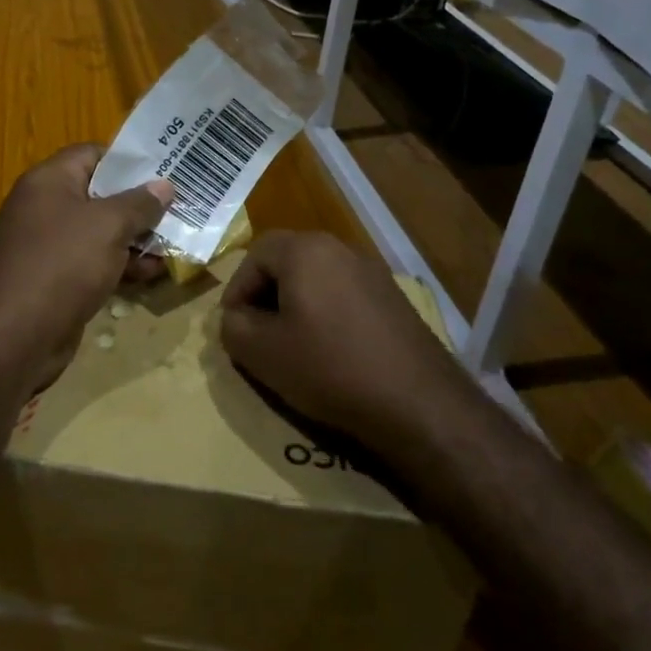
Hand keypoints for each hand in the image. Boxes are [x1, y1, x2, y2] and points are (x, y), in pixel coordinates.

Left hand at [0, 144, 172, 396]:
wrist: (16, 336)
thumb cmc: (63, 263)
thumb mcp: (109, 225)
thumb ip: (140, 202)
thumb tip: (164, 185)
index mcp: (49, 181)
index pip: (92, 154)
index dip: (128, 161)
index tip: (164, 170)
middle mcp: (45, 207)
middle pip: (99, 194)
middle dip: (139, 204)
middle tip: (179, 208)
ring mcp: (48, 245)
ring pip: (100, 231)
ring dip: (135, 238)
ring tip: (174, 244)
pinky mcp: (55, 279)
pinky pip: (93, 261)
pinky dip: (120, 265)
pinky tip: (152, 274)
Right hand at [220, 231, 468, 460]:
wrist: (417, 402)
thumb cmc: (329, 368)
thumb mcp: (262, 353)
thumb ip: (233, 327)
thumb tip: (235, 318)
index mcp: (305, 250)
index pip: (255, 254)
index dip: (237, 289)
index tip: (234, 325)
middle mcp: (340, 249)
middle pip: (288, 260)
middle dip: (265, 293)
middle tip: (257, 331)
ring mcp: (372, 272)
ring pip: (317, 277)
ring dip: (296, 304)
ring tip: (291, 344)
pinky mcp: (393, 298)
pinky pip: (345, 294)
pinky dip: (327, 314)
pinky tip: (330, 351)